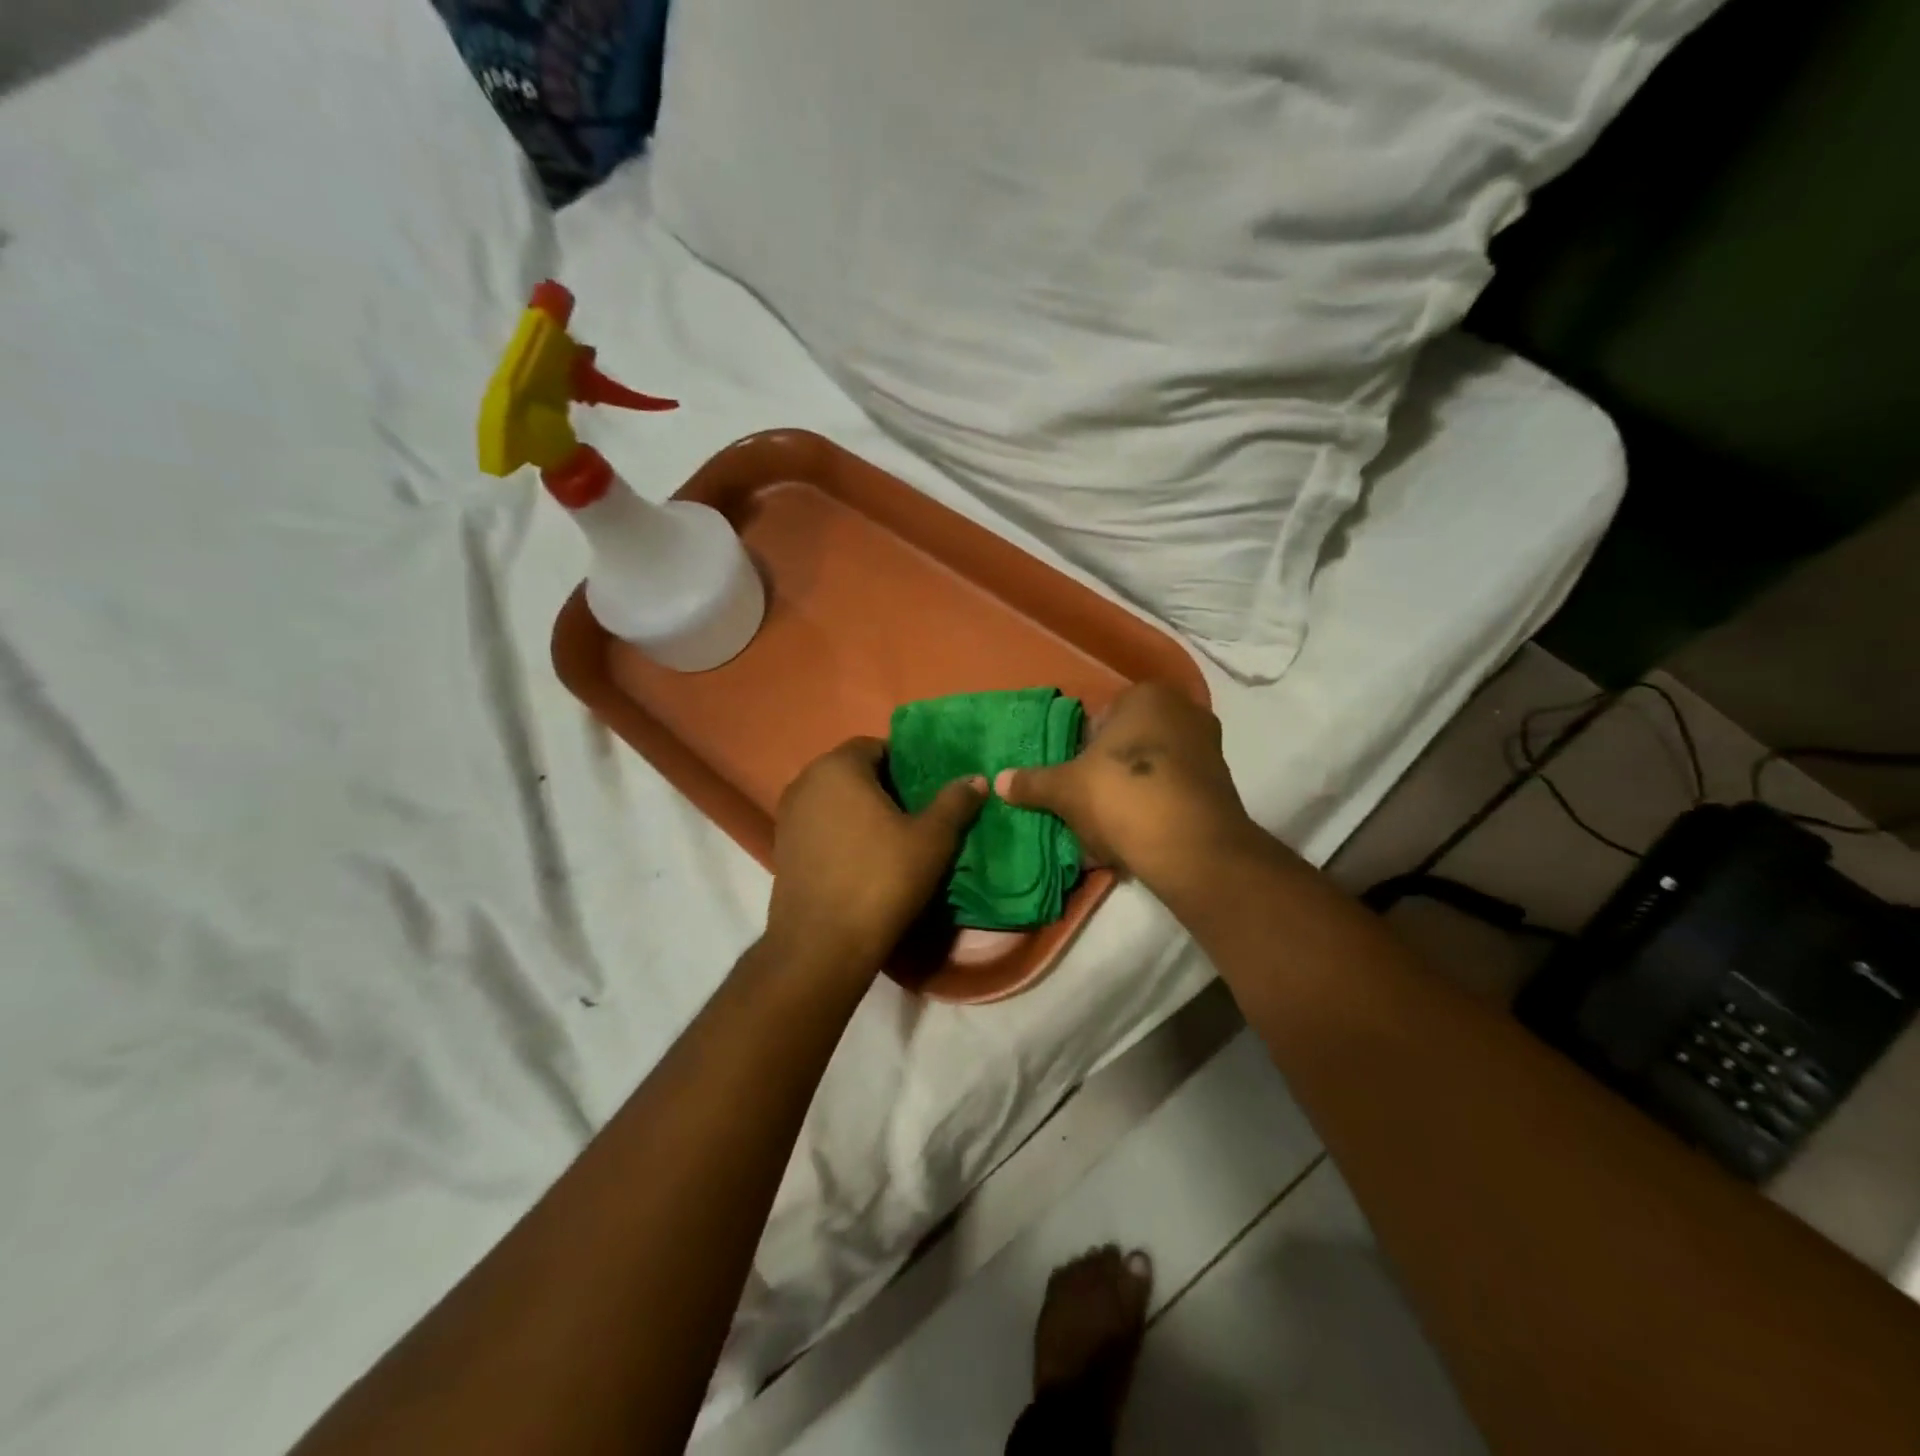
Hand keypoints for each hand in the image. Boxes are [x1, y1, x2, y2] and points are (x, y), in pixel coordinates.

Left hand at [763, 738, 985, 977]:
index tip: (927, 789)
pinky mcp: (782, 848)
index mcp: (838, 767)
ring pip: (835, 800)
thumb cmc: (881, 879)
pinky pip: (820, 826)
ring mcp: (788, 816)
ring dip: (862, 811)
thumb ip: (955, 802)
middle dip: (884, 787)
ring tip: (894, 838)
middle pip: (853, 772)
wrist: (822, 945)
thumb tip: (977, 778)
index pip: (876, 746)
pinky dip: (842, 833)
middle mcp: (805, 782)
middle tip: (917, 813)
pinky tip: (864, 860)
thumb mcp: (931, 840)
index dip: (906, 763)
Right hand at [995, 683, 1264, 902]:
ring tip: (1111, 824)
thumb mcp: (1066, 789)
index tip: (1074, 776)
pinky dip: (1157, 807)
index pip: (1103, 715)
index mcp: (1146, 696)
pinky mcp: (1222, 784)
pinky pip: (1176, 790)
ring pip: (1154, 767)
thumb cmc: (1122, 796)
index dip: (1083, 747)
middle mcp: (1184, 710)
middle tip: (1089, 799)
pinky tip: (1138, 834)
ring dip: (1133, 790)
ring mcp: (1210, 747)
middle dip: (1111, 768)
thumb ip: (1033, 782)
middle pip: (1131, 741)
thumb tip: (999, 780)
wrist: (1191, 846)